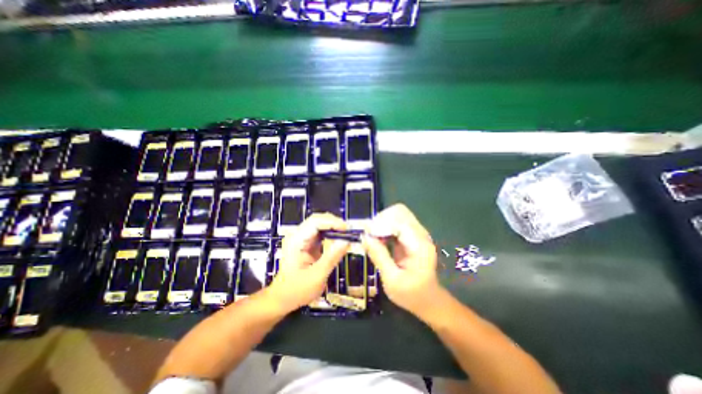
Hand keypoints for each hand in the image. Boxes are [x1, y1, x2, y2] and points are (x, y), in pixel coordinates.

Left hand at [269, 213, 348, 312]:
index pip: (315, 222)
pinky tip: (339, 239)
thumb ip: (332, 257)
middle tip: (349, 232)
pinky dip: (331, 234)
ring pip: (321, 225)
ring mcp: (302, 238)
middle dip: (335, 223)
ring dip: (334, 228)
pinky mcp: (306, 243)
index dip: (333, 222)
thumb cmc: (296, 290)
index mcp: (296, 240)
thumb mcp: (316, 276)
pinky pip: (321, 233)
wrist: (282, 299)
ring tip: (347, 235)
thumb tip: (346, 241)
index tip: (347, 229)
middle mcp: (298, 235)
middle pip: (318, 220)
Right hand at [358, 205, 439, 315]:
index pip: (399, 221)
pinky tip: (379, 240)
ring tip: (373, 238)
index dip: (380, 224)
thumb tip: (364, 236)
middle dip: (381, 220)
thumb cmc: (411, 294)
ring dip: (382, 222)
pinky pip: (397, 223)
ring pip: (398, 215)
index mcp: (419, 245)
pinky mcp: (412, 236)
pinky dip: (385, 227)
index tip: (367, 235)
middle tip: (370, 235)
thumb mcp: (391, 280)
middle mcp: (420, 235)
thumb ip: (379, 256)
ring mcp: (417, 234)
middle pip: (399, 212)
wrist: (429, 300)